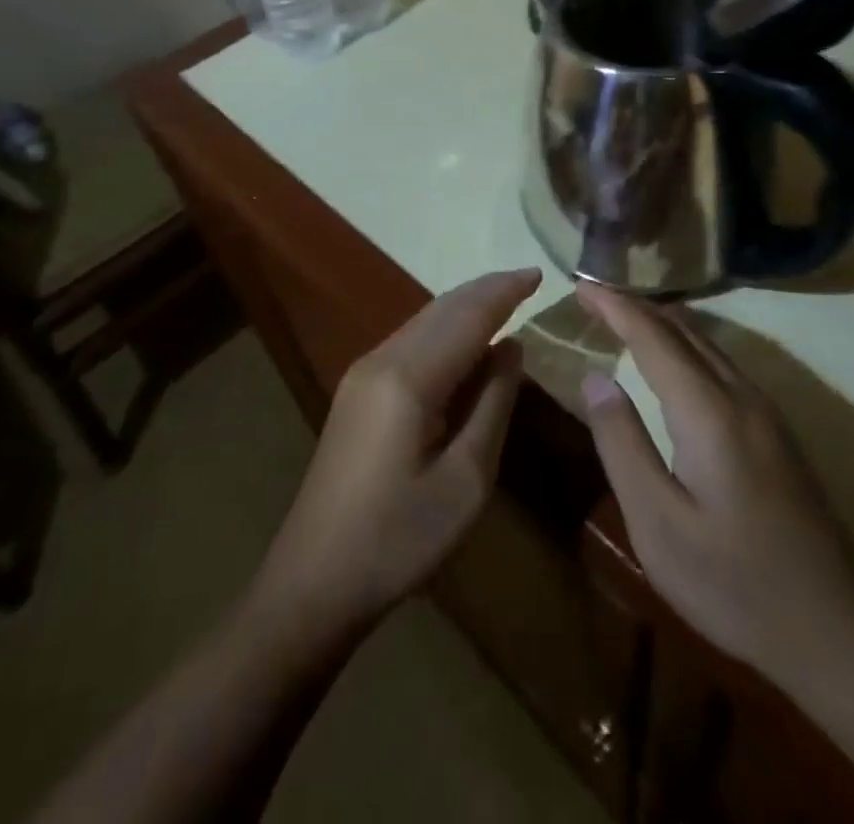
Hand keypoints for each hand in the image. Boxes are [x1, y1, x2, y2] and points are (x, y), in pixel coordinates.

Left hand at [249, 268, 540, 638]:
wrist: (314, 580)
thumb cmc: (399, 539)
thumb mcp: (466, 480)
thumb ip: (492, 405)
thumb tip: (511, 347)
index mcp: (409, 378)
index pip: (467, 317)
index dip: (504, 292)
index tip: (539, 273)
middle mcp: (381, 360)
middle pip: (441, 309)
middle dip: (486, 290)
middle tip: (527, 280)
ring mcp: (363, 373)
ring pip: (423, 321)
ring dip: (464, 307)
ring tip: (505, 301)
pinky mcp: (357, 390)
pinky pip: (410, 341)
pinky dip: (445, 330)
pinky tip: (465, 342)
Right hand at [577, 283, 853, 698]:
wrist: (839, 631)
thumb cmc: (735, 583)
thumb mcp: (658, 524)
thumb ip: (623, 444)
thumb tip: (595, 377)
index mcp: (708, 411)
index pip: (653, 336)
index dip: (614, 306)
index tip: (579, 286)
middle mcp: (741, 395)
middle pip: (683, 329)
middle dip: (636, 306)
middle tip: (593, 297)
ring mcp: (766, 412)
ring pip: (707, 343)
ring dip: (662, 322)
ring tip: (624, 318)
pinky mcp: (777, 431)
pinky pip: (722, 363)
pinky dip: (686, 345)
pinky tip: (673, 361)